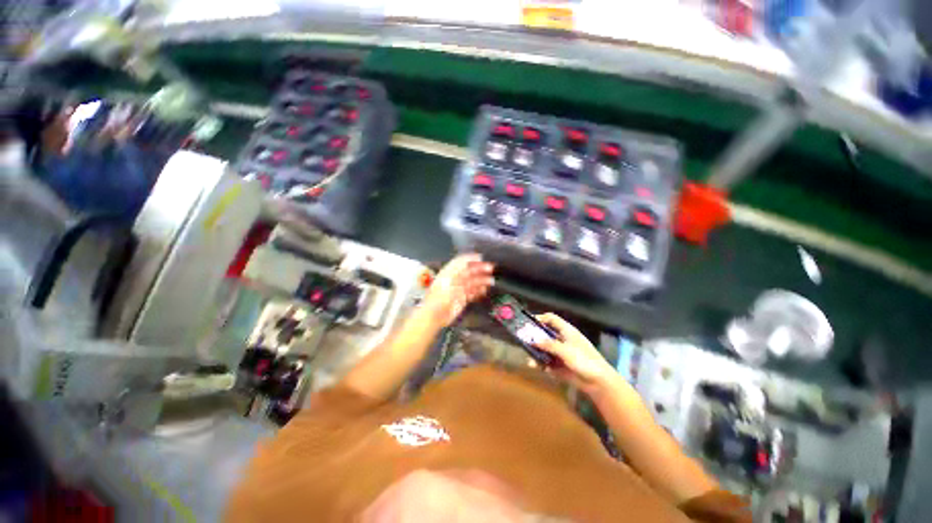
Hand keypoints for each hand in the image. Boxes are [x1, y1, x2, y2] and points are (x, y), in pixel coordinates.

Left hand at [422, 254, 494, 327]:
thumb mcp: (449, 281)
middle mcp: (454, 279)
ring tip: (491, 281)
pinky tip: (484, 290)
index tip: (482, 258)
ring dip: (481, 280)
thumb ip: (459, 270)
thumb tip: (469, 260)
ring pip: (472, 281)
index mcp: (449, 272)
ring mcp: (458, 289)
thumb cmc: (439, 297)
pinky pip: (472, 292)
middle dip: (479, 269)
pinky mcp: (461, 299)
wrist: (434, 316)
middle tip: (490, 268)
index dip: (471, 258)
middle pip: (468, 271)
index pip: (461, 262)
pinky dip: (479, 290)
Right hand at [534, 313, 615, 392]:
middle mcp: (562, 340)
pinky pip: (547, 362)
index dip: (540, 318)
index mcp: (567, 331)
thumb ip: (548, 345)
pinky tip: (533, 365)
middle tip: (522, 338)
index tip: (528, 322)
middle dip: (534, 336)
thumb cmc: (584, 360)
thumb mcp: (565, 350)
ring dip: (535, 351)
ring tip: (526, 353)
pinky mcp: (560, 366)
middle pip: (545, 334)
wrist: (598, 382)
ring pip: (544, 349)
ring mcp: (561, 353)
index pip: (551, 319)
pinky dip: (540, 363)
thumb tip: (533, 340)